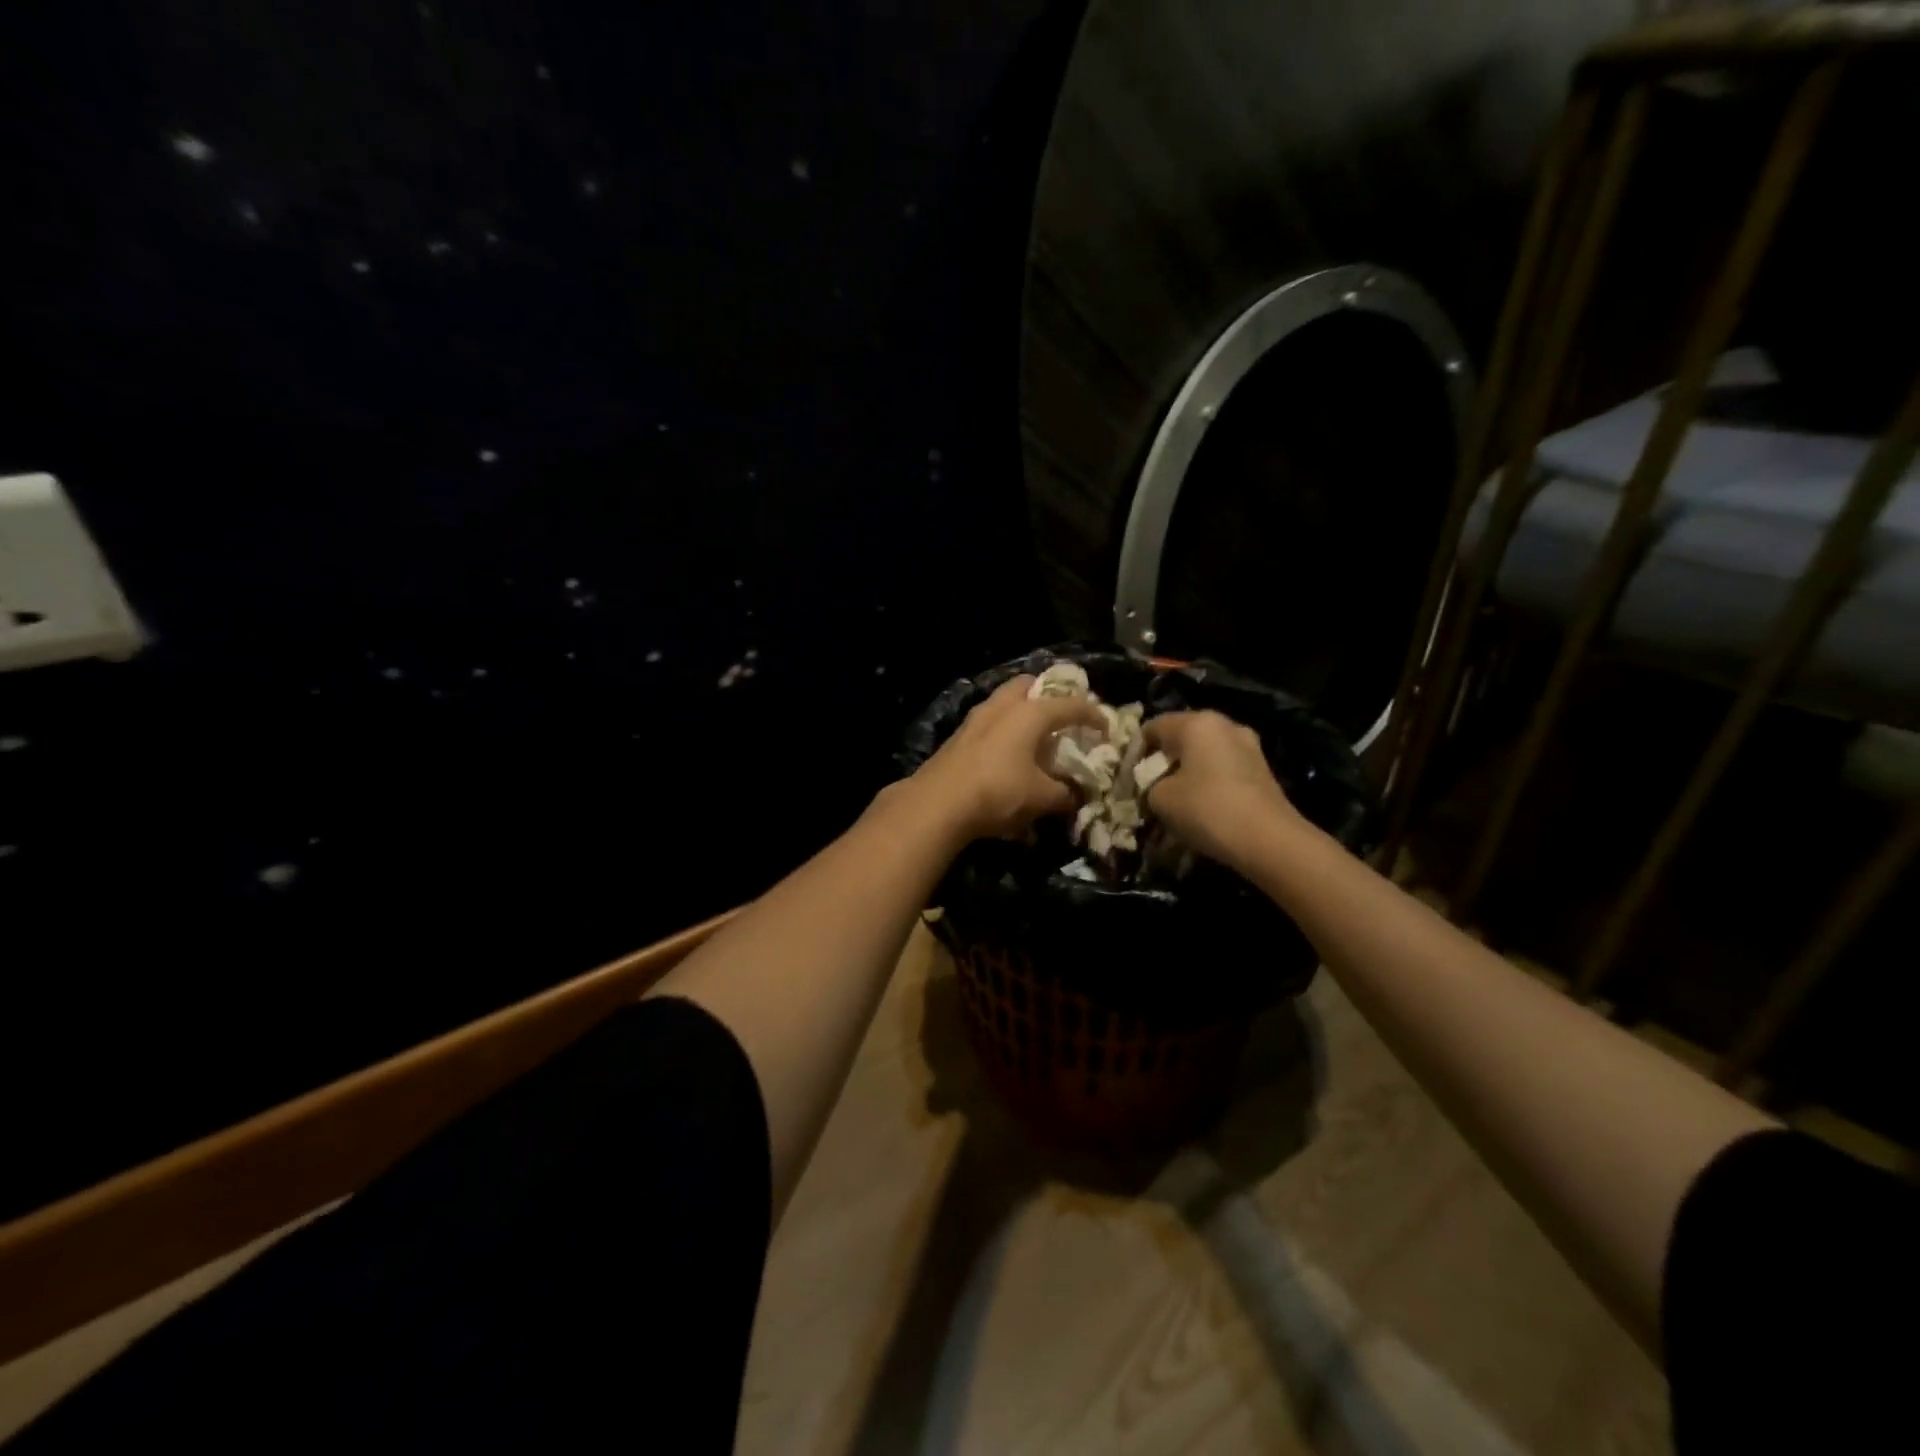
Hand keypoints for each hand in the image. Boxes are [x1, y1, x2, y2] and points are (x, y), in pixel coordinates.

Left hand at [907, 675, 1102, 842]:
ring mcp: (976, 718)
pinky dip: (1003, 729)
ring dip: (1022, 711)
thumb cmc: (999, 792)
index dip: (1093, 715)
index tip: (1105, 728)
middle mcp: (1003, 706)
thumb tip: (1078, 795)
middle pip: (1029, 685)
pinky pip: (989, 721)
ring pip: (1004, 701)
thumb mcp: (1042, 797)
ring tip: (1035, 734)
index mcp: (1030, 713)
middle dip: (1048, 695)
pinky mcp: (958, 736)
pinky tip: (1007, 752)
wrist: (938, 803)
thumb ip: (1066, 793)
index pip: (1071, 705)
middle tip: (1062, 716)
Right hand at [1142, 710, 1309, 870]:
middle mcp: (1224, 725)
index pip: (1153, 727)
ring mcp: (1248, 745)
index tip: (1130, 778)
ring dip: (1188, 771)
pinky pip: (1224, 767)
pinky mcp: (1262, 769)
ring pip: (1205, 752)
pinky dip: (1210, 781)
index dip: (1136, 752)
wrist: (1268, 840)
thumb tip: (1156, 786)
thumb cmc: (1206, 809)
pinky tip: (1203, 805)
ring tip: (1177, 798)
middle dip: (1164, 760)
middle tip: (1151, 788)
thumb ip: (1149, 784)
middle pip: (1182, 737)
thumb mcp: (1160, 798)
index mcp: (1196, 722)